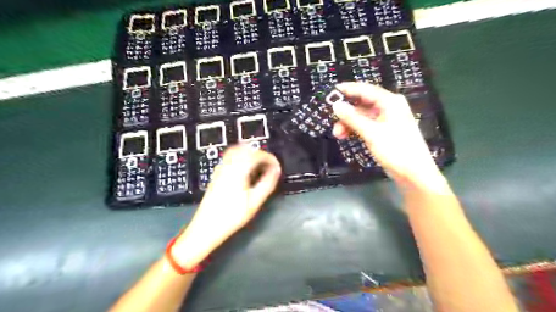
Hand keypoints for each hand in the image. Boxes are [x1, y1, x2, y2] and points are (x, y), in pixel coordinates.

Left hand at [172, 145, 280, 265]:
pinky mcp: (217, 173)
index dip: (270, 158)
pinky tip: (247, 171)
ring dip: (250, 155)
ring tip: (259, 167)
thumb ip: (268, 183)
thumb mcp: (254, 201)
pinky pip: (231, 157)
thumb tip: (276, 170)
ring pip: (237, 151)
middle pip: (246, 149)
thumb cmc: (231, 216)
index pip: (256, 154)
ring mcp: (220, 169)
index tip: (276, 166)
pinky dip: (242, 158)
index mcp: (237, 170)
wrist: (207, 226)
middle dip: (260, 154)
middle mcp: (227, 165)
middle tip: (269, 165)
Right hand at [332, 82, 440, 184]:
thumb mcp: (371, 133)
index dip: (347, 89)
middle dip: (346, 112)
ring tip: (338, 134)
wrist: (413, 174)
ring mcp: (386, 120)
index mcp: (390, 102)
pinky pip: (365, 125)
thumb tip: (336, 105)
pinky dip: (355, 129)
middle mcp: (388, 107)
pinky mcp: (383, 131)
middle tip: (331, 119)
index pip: (365, 89)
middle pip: (362, 103)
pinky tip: (346, 136)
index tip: (331, 92)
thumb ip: (352, 118)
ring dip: (349, 123)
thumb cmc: (396, 149)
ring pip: (362, 115)